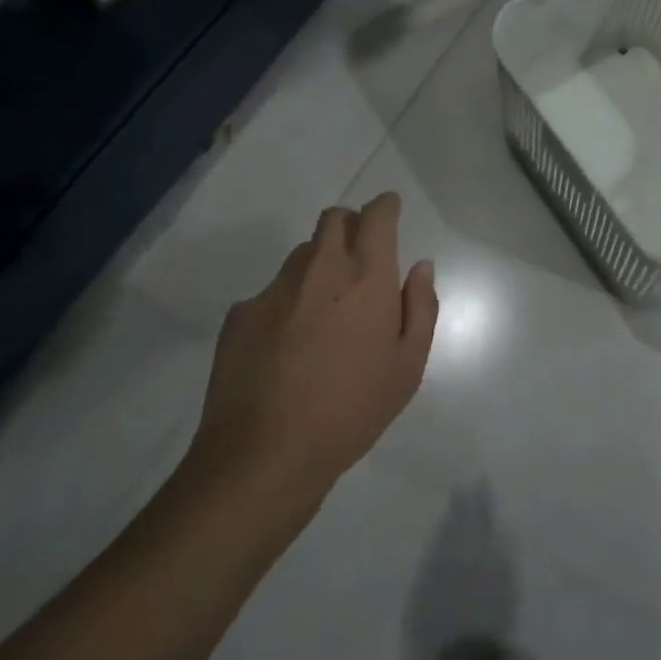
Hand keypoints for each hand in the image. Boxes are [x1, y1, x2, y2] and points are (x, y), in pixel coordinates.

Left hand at [191, 194, 438, 507]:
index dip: (385, 206)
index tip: (390, 210)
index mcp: (365, 276)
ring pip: (302, 255)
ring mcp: (273, 289)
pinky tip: (288, 346)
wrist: (265, 453)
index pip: (376, 216)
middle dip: (351, 226)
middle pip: (333, 219)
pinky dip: (287, 303)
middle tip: (362, 260)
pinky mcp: (240, 314)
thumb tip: (419, 267)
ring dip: (320, 265)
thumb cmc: (353, 409)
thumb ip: (420, 306)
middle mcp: (319, 269)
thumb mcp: (408, 366)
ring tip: (325, 313)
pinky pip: (272, 292)